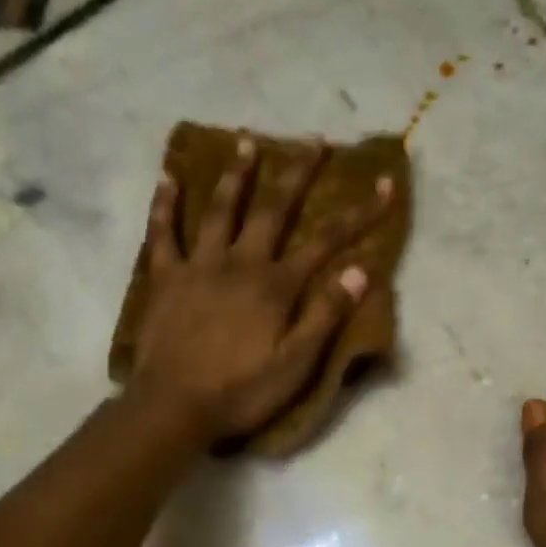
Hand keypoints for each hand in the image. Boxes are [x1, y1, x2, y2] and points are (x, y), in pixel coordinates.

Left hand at [129, 137, 392, 442]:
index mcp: (275, 286)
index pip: (326, 241)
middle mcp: (239, 263)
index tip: (383, 184)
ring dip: (236, 175)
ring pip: (219, 210)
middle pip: (272, 210)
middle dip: (296, 174)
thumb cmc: (241, 391)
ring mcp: (198, 265)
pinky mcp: (164, 278)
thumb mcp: (296, 364)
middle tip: (312, 140)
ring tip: (246, 141)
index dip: (358, 213)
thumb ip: (325, 315)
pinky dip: (165, 204)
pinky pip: (162, 233)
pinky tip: (169, 177)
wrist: (174, 406)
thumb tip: (360, 270)